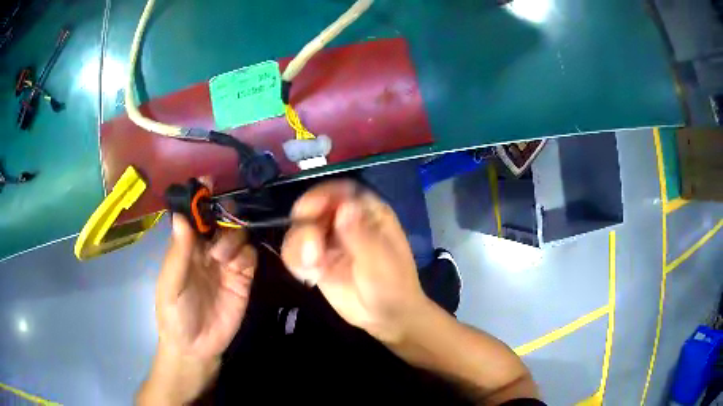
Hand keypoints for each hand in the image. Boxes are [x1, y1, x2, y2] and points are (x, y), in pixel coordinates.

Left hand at [139, 214, 256, 404]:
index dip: (200, 198)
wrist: (197, 347)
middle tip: (222, 226)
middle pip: (221, 220)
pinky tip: (237, 267)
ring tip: (222, 258)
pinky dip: (246, 255)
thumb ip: (178, 252)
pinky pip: (250, 256)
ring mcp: (226, 263)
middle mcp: (206, 250)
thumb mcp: (171, 284)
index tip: (208, 181)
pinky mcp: (243, 278)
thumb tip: (181, 215)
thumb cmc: (175, 314)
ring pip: (238, 235)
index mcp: (185, 247)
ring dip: (233, 238)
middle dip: (224, 216)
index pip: (194, 216)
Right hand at [281, 180, 427, 342]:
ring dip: (299, 246)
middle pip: (313, 207)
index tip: (308, 210)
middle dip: (305, 225)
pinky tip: (311, 277)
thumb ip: (361, 235)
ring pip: (299, 229)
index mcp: (367, 212)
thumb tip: (344, 207)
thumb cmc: (393, 285)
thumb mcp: (381, 261)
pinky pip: (295, 252)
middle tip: (311, 249)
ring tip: (313, 268)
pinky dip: (296, 261)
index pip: (340, 191)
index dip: (322, 195)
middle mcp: (345, 220)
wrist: (386, 317)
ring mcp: (328, 240)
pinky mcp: (316, 260)